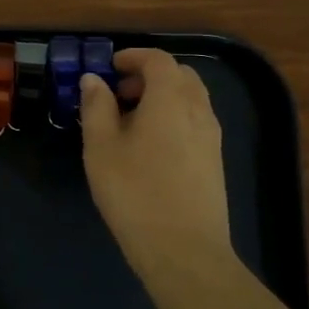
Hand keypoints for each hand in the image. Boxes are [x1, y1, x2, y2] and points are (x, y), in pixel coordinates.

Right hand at [80, 48, 233, 267]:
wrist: (183, 251)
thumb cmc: (134, 192)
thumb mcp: (101, 147)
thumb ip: (96, 106)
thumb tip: (93, 79)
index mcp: (171, 99)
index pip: (158, 60)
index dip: (133, 57)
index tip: (109, 67)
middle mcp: (198, 111)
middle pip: (180, 76)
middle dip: (149, 75)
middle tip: (119, 93)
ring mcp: (211, 138)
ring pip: (191, 99)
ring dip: (162, 97)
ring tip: (130, 121)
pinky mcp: (214, 162)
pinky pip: (195, 122)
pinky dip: (173, 118)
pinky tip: (149, 147)